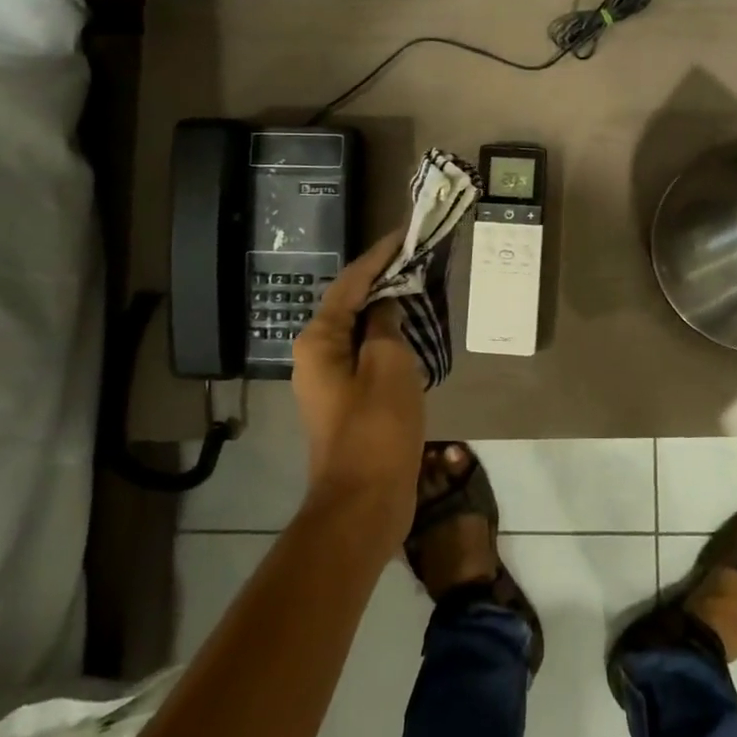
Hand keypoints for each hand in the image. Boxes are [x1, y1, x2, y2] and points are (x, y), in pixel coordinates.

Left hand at [290, 232, 424, 542]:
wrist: (364, 503)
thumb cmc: (376, 428)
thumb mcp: (388, 365)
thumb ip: (386, 325)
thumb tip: (385, 305)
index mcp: (319, 340)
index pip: (351, 282)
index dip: (379, 255)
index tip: (405, 232)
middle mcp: (317, 353)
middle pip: (352, 302)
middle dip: (383, 278)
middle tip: (418, 256)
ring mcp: (330, 379)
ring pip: (361, 329)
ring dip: (388, 307)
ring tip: (420, 284)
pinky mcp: (348, 399)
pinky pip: (368, 354)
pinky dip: (390, 336)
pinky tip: (414, 330)